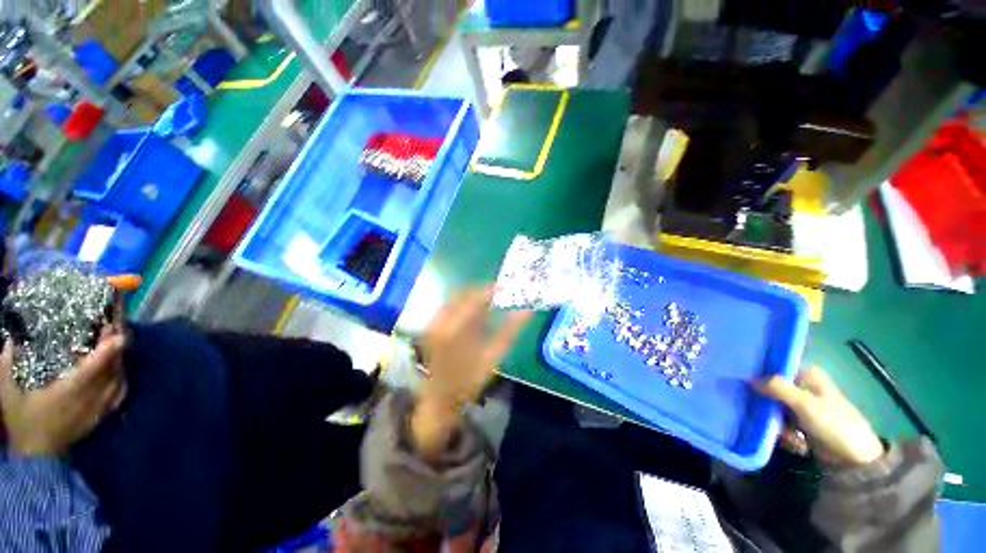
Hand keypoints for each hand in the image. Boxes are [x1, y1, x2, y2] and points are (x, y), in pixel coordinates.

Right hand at [0, 328, 126, 457]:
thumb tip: (9, 341)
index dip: (106, 353)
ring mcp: (98, 409)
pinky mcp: (101, 416)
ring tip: (115, 345)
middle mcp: (88, 400)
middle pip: (109, 372)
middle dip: (115, 350)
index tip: (118, 336)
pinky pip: (119, 395)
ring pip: (118, 381)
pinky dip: (122, 379)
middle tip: (113, 331)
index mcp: (67, 394)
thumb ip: (6, 367)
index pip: (91, 370)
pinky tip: (118, 370)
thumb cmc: (23, 423)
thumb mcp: (8, 395)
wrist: (38, 457)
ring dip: (120, 362)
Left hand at [413, 288, 530, 459]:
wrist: (440, 397)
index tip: (507, 289)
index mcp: (456, 328)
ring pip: (457, 297)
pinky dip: (465, 305)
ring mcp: (434, 321)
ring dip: (474, 297)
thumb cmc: (469, 380)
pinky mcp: (432, 324)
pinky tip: (475, 315)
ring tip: (491, 303)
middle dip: (483, 291)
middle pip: (464, 292)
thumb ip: (510, 332)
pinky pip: (451, 305)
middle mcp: (441, 319)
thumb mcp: (493, 357)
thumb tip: (527, 311)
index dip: (492, 289)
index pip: (475, 297)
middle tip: (501, 295)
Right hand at [758, 367, 885, 466]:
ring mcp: (802, 407)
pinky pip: (781, 423)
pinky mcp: (801, 424)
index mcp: (808, 375)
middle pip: (771, 389)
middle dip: (767, 405)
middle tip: (767, 416)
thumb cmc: (834, 424)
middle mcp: (803, 387)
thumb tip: (747, 378)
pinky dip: (785, 434)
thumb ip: (777, 388)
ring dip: (776, 423)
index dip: (761, 372)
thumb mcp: (805, 404)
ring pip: (773, 408)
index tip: (747, 382)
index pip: (777, 366)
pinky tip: (795, 443)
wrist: (856, 460)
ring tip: (789, 436)